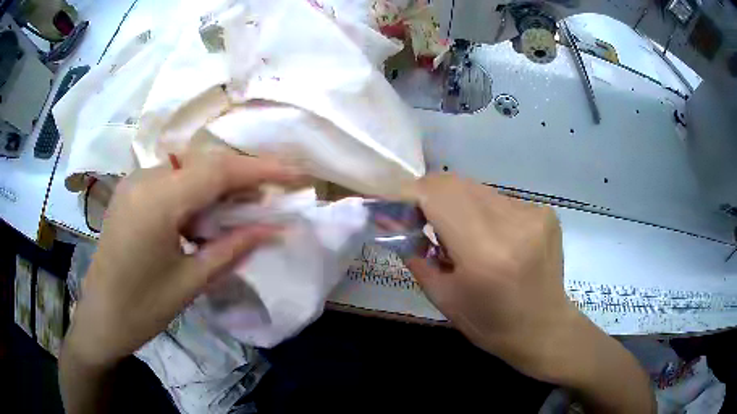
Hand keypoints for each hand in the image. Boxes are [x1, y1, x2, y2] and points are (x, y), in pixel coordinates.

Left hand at [64, 152, 302, 368]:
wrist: (100, 318)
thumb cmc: (143, 309)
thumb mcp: (191, 282)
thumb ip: (232, 248)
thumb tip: (274, 228)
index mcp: (157, 202)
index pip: (218, 171)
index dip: (261, 169)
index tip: (296, 172)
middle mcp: (144, 179)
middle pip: (204, 163)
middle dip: (242, 175)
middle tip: (272, 194)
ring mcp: (134, 183)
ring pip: (188, 169)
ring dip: (219, 184)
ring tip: (245, 206)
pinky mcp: (131, 192)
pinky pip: (172, 180)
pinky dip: (197, 191)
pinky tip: (207, 213)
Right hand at [406, 173, 581, 381]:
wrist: (544, 329)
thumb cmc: (490, 324)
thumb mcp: (443, 297)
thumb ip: (414, 255)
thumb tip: (393, 221)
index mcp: (484, 252)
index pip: (437, 194)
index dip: (409, 193)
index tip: (394, 205)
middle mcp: (512, 223)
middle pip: (456, 184)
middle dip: (429, 196)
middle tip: (420, 219)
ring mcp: (533, 213)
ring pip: (477, 189)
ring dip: (457, 204)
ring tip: (458, 233)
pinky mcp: (544, 212)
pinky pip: (499, 199)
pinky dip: (483, 212)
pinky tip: (490, 238)